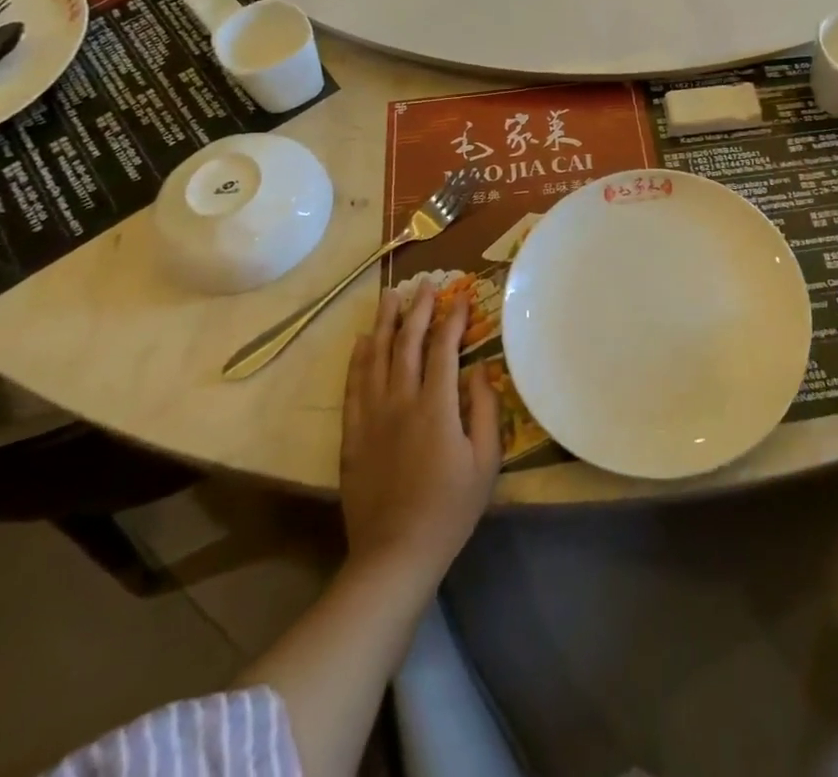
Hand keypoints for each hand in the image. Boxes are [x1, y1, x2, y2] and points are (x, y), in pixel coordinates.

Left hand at [340, 281, 500, 589]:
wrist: (394, 554)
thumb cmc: (450, 508)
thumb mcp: (486, 461)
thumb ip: (485, 409)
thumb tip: (482, 368)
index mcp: (436, 407)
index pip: (443, 349)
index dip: (452, 319)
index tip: (461, 296)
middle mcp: (400, 402)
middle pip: (407, 343)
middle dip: (418, 309)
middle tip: (425, 283)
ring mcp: (371, 417)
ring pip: (376, 357)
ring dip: (385, 323)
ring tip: (390, 295)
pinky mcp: (352, 435)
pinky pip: (353, 386)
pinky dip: (358, 359)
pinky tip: (363, 340)